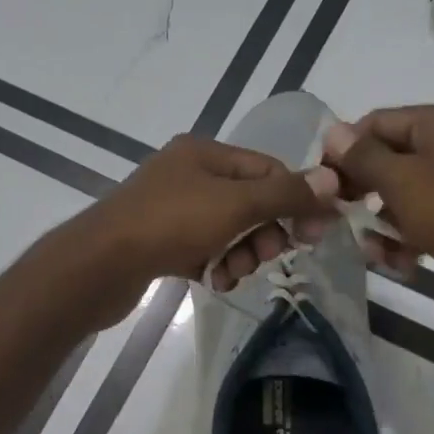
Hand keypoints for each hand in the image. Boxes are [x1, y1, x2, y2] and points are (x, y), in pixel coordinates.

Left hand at [60, 135, 336, 327]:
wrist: (101, 264)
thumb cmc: (170, 224)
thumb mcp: (235, 204)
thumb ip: (285, 194)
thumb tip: (332, 180)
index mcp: (203, 153)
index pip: (266, 169)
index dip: (295, 199)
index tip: (314, 235)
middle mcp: (186, 174)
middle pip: (248, 201)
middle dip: (263, 232)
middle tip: (267, 257)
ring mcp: (169, 208)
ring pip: (226, 230)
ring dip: (240, 254)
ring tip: (230, 273)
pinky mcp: (158, 241)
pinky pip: (202, 249)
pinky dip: (213, 264)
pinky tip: (211, 281)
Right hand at [321, 101, 433, 294]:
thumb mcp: (400, 181)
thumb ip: (362, 155)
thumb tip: (332, 132)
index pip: (379, 122)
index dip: (346, 151)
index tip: (322, 184)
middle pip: (396, 156)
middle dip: (366, 191)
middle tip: (340, 217)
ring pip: (413, 189)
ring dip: (386, 220)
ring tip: (374, 252)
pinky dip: (414, 232)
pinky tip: (400, 261)